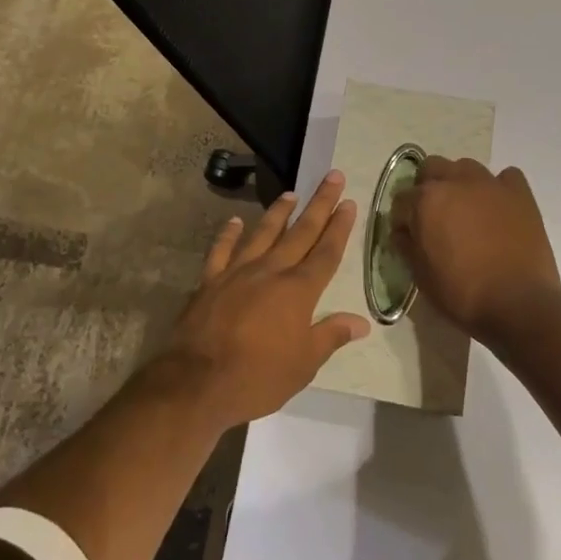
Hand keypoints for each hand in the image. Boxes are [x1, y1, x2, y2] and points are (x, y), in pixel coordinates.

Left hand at [155, 170, 367, 431]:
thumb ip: (331, 336)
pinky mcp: (210, 281)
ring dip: (278, 212)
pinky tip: (234, 222)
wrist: (198, 382)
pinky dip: (228, 234)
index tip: (349, 202)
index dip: (339, 227)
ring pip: (262, 233)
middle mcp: (270, 271)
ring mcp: (237, 272)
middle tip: (332, 177)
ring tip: (290, 194)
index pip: (326, 252)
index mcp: (298, 290)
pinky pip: (221, 250)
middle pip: (300, 232)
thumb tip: (362, 322)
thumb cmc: (258, 377)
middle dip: (319, 204)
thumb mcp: (304, 364)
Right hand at [391, 157, 560, 341]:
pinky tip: (498, 208)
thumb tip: (403, 232)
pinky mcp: (520, 193)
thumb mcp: (421, 276)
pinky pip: (505, 177)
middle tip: (434, 216)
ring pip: (466, 167)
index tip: (409, 236)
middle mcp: (455, 182)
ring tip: (466, 210)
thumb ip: (407, 246)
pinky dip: (499, 188)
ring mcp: (490, 184)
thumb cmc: (462, 293)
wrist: (518, 303)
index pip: (402, 200)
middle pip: (431, 168)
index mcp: (426, 201)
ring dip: (459, 183)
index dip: (402, 219)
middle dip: (427, 187)